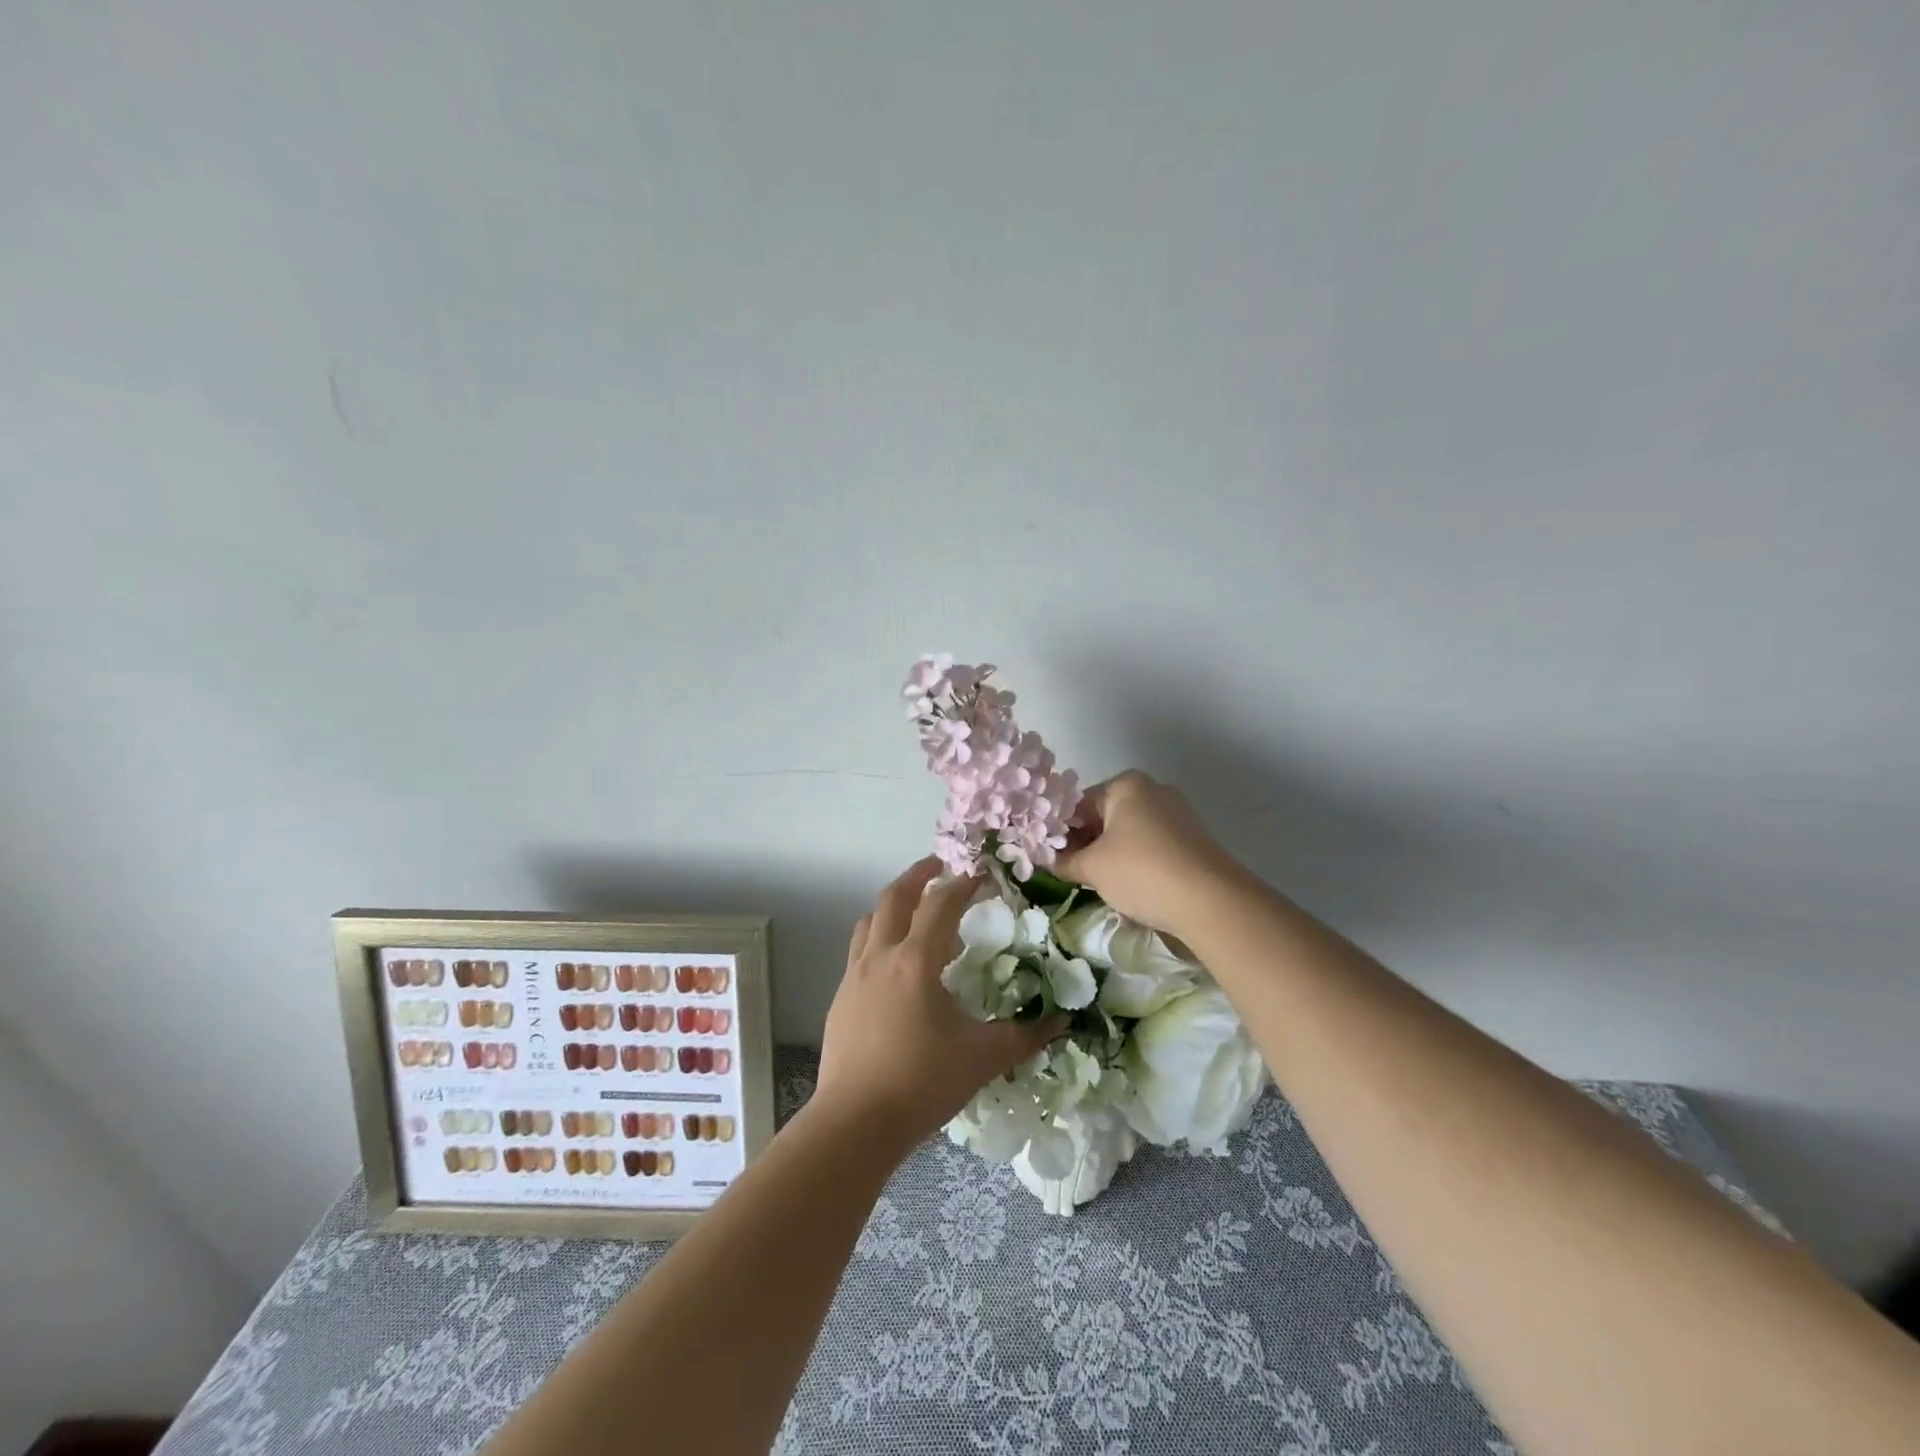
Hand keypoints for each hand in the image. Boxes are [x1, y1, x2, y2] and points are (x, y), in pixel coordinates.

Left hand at [815, 857, 1060, 1155]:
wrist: (854, 1123)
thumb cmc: (921, 1083)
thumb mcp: (982, 1058)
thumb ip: (1024, 1036)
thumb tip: (1062, 1021)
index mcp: (915, 962)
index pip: (941, 904)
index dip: (964, 884)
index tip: (982, 874)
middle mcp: (881, 957)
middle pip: (895, 897)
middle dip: (920, 875)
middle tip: (942, 866)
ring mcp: (855, 976)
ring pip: (871, 920)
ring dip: (894, 905)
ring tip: (917, 910)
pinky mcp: (841, 998)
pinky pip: (860, 950)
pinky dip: (880, 937)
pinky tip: (896, 965)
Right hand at [1054, 771, 1244, 938]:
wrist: (1211, 901)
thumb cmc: (1141, 872)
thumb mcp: (1092, 868)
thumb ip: (1064, 860)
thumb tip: (1046, 859)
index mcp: (1125, 785)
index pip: (1078, 804)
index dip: (1061, 833)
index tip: (1052, 859)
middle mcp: (1153, 789)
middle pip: (1105, 815)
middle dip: (1087, 843)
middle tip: (1073, 873)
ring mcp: (1177, 812)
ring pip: (1129, 831)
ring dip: (1110, 854)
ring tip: (1101, 883)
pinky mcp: (1193, 838)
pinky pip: (1152, 844)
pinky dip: (1137, 860)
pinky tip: (1132, 885)